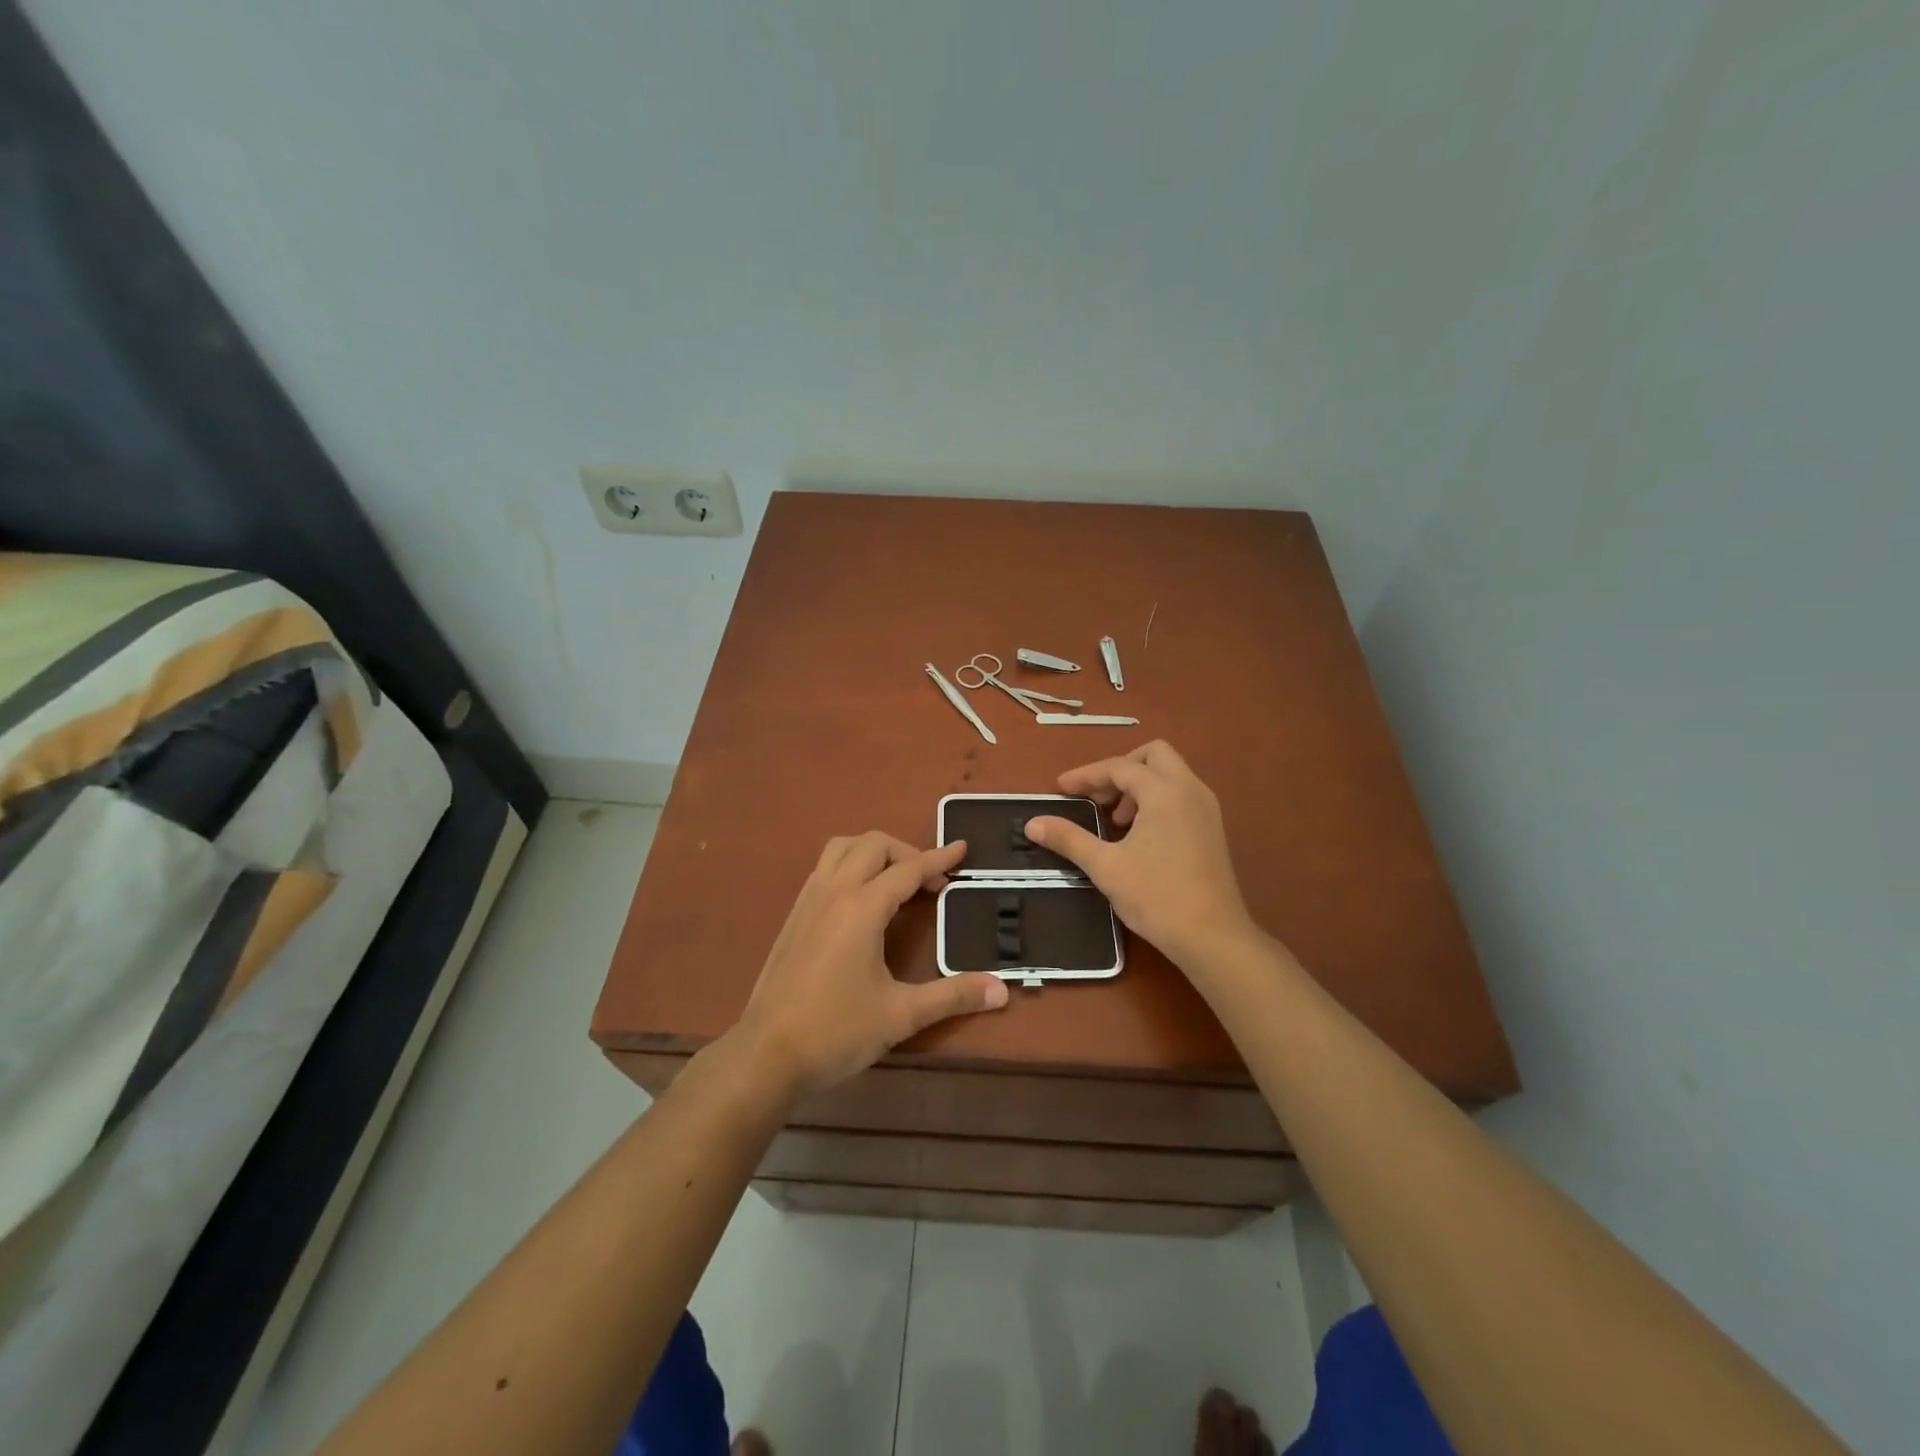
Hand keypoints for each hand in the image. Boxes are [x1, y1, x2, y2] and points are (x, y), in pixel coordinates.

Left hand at [729, 832, 1008, 1099]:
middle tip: (930, 881)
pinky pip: (824, 868)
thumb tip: (1001, 989)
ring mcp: (808, 901)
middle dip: (907, 851)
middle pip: (872, 845)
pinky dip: (850, 865)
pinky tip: (861, 900)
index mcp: (861, 908)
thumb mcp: (901, 1014)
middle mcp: (833, 892)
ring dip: (873, 851)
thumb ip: (952, 996)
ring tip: (895, 879)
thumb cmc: (836, 1031)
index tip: (962, 849)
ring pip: (841, 848)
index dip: (938, 858)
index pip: (907, 869)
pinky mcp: (793, 916)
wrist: (766, 1054)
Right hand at [1025, 741, 1258, 970]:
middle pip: (1153, 755)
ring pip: (1170, 774)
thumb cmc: (1157, 896)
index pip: (1119, 767)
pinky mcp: (1212, 828)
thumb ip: (1069, 839)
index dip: (1087, 775)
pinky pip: (1181, 795)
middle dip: (1120, 769)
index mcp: (1165, 791)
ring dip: (1138, 785)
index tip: (1061, 789)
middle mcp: (1190, 789)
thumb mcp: (1105, 866)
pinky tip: (1139, 834)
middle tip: (1097, 797)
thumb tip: (1032, 824)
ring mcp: (1206, 808)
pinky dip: (1156, 800)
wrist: (1213, 938)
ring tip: (1115, 820)